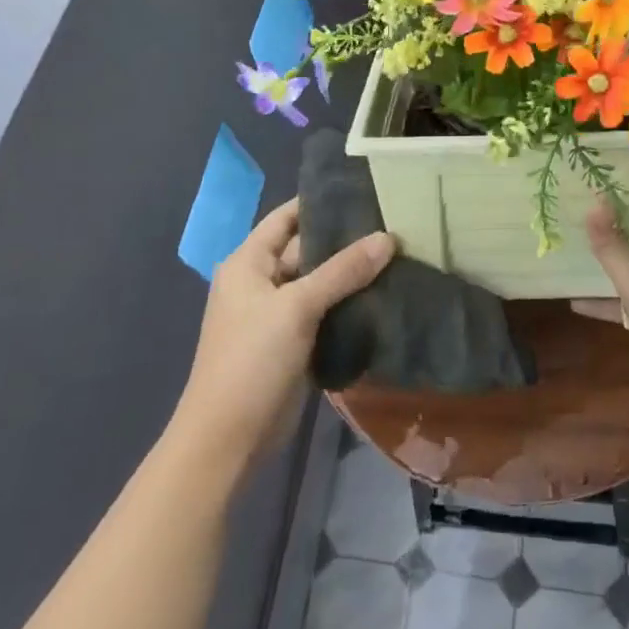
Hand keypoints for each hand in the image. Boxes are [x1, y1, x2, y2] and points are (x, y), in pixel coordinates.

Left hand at [176, 199, 395, 463]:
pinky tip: (385, 295)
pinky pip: (325, 312)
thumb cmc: (252, 359)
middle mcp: (261, 282)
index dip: (320, 202)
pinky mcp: (294, 343)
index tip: (364, 190)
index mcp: (248, 263)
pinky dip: (349, 304)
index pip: (287, 217)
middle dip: (346, 240)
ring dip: (352, 274)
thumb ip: (343, 271)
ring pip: (321, 283)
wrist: (229, 437)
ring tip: (400, 254)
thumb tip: (388, 238)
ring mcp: (278, 315)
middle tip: (395, 223)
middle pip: (307, 250)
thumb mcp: (297, 307)